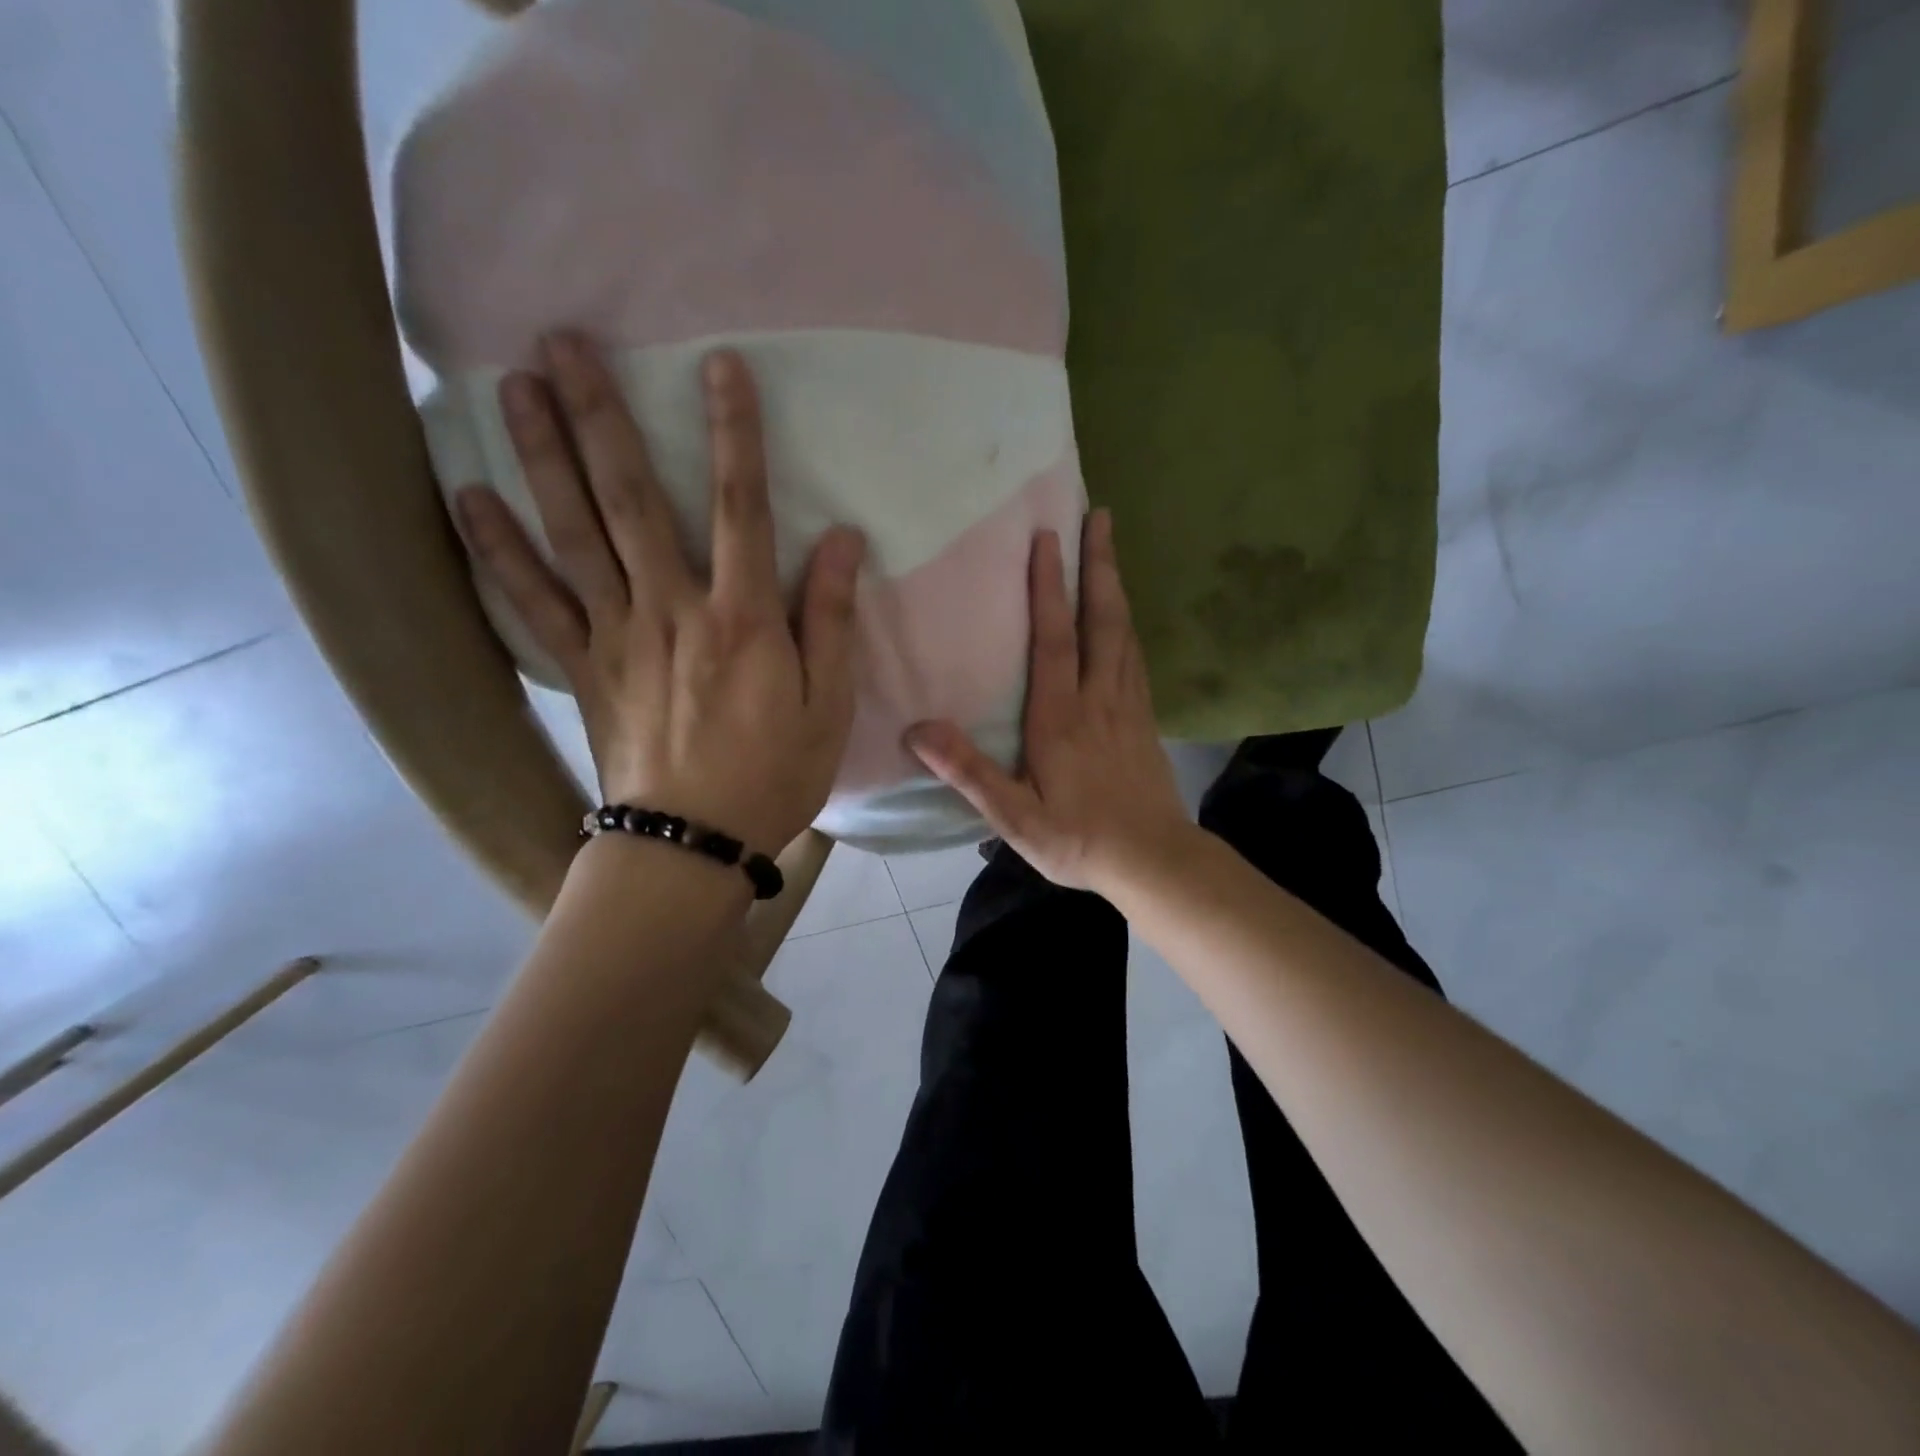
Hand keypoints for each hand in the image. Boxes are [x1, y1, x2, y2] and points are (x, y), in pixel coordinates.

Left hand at [455, 333, 865, 854]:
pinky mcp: (583, 668)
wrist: (692, 843)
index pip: (741, 507)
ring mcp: (617, 636)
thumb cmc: (774, 775)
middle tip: (562, 341)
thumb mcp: (829, 705)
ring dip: (542, 456)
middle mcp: (672, 610)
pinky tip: (467, 498)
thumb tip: (842, 542)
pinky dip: (498, 550)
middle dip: (601, 416)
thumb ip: (831, 620)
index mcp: (743, 619)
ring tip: (512, 387)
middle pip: (632, 500)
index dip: (735, 434)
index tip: (721, 367)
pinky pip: (533, 601)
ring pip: (574, 534)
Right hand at [907, 510, 1190, 894]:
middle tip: (1100, 515)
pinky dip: (1128, 623)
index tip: (1046, 539)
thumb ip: (969, 773)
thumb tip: (918, 729)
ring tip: (1111, 545)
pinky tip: (1125, 614)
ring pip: (1123, 632)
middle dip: (1098, 565)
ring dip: (1116, 584)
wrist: (1154, 861)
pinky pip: (1136, 657)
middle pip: (1101, 620)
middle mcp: (1098, 699)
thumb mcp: (1015, 818)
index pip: (1054, 640)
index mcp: (1061, 718)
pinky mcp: (1145, 719)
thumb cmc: (1079, 840)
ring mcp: (1128, 705)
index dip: (1049, 589)